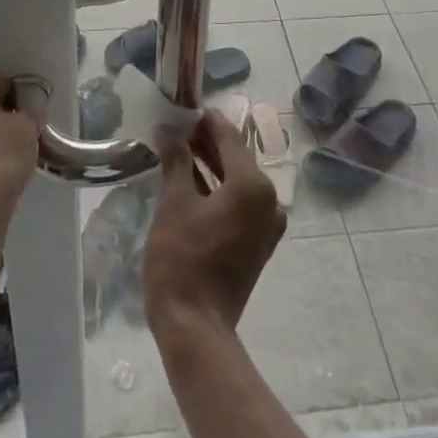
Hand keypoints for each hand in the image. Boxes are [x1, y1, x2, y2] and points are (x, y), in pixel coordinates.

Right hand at [141, 110, 284, 339]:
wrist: (196, 328)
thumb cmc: (182, 260)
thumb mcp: (174, 203)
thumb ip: (176, 160)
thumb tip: (168, 129)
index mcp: (253, 185)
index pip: (229, 138)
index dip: (206, 121)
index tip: (186, 108)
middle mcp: (268, 200)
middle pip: (236, 158)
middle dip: (207, 143)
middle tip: (178, 129)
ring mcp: (266, 225)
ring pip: (238, 182)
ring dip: (212, 166)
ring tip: (180, 151)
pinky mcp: (258, 244)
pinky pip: (240, 204)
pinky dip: (219, 191)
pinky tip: (193, 184)